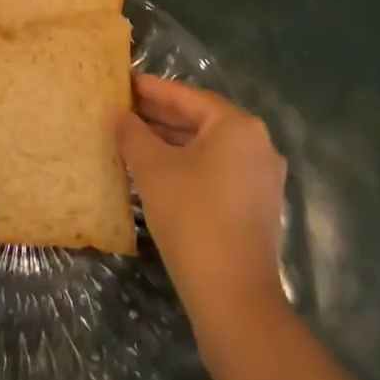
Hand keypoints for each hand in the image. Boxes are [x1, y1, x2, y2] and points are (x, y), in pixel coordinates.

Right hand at [118, 75, 287, 331]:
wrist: (233, 296)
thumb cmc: (192, 217)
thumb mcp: (153, 170)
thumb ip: (132, 134)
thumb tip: (117, 114)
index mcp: (238, 126)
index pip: (188, 97)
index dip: (152, 90)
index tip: (124, 84)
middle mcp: (258, 144)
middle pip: (201, 121)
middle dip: (161, 116)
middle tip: (124, 111)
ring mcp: (262, 178)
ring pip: (209, 149)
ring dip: (173, 143)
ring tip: (134, 139)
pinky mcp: (258, 206)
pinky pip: (218, 172)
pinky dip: (189, 166)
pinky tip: (159, 173)